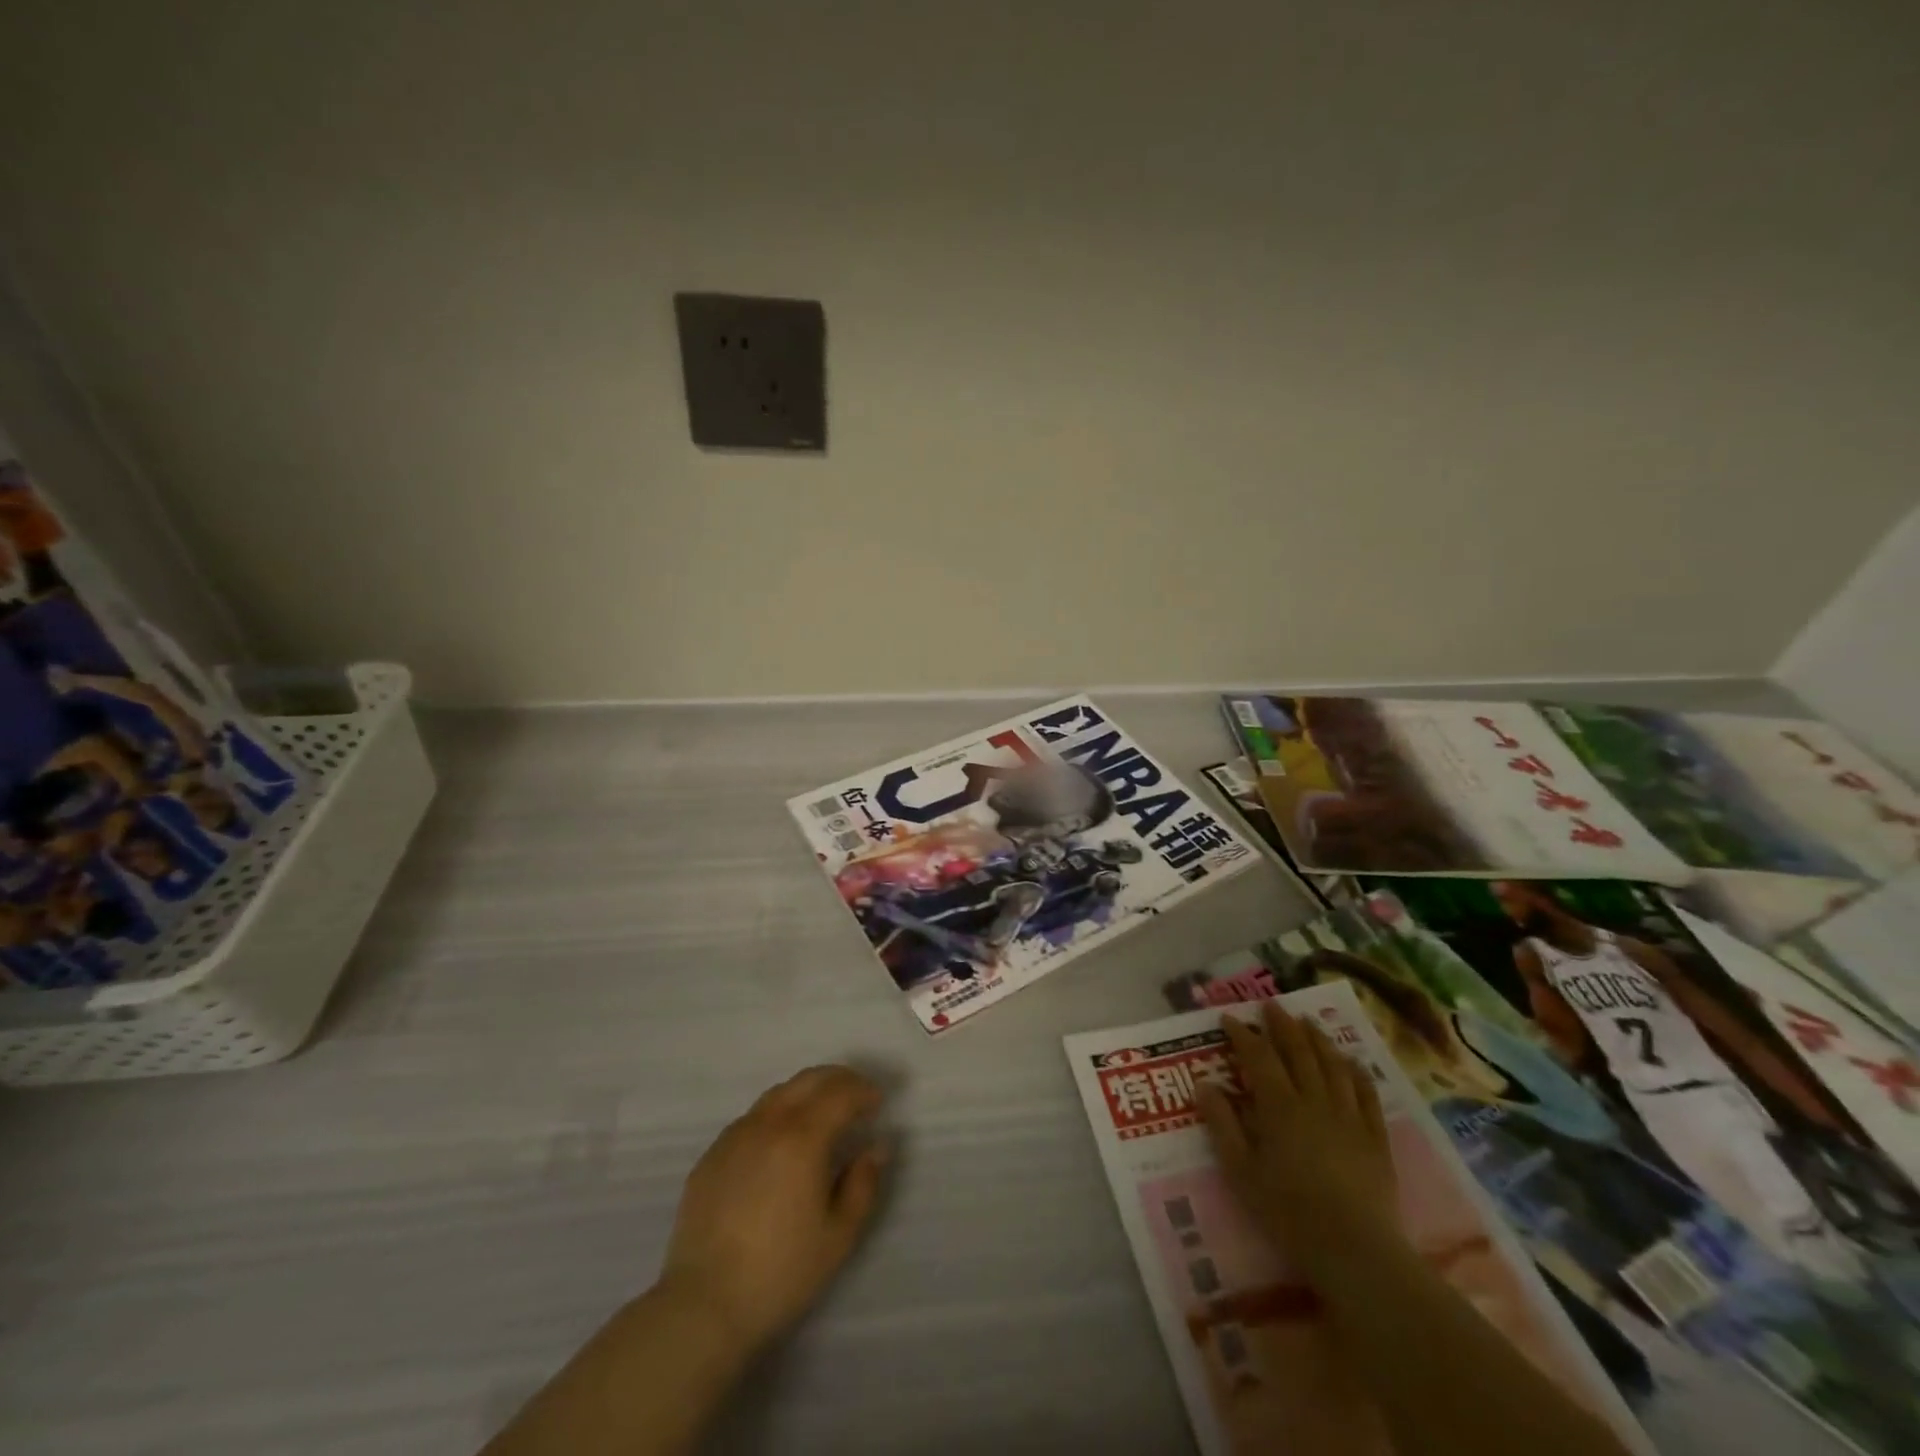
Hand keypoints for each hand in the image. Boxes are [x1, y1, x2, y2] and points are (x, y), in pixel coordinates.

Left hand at [660, 1065, 887, 1354]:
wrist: (703, 1305)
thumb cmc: (780, 1272)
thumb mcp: (839, 1235)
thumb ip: (863, 1184)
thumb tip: (875, 1147)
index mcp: (802, 1137)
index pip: (840, 1093)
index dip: (863, 1091)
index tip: (877, 1103)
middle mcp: (767, 1123)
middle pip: (808, 1080)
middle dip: (838, 1080)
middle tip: (855, 1096)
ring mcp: (734, 1136)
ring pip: (778, 1094)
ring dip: (806, 1093)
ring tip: (821, 1116)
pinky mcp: (711, 1155)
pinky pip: (752, 1119)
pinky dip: (776, 1116)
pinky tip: (780, 1145)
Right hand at [1197, 1002, 1399, 1282]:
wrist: (1356, 1250)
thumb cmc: (1288, 1212)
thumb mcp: (1241, 1171)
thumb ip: (1222, 1124)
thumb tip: (1204, 1084)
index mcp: (1279, 1106)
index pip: (1258, 1057)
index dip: (1243, 1034)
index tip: (1229, 1018)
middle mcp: (1314, 1100)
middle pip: (1298, 1052)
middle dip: (1282, 1025)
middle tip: (1270, 1005)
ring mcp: (1349, 1117)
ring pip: (1333, 1065)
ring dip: (1318, 1039)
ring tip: (1307, 1021)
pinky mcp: (1375, 1138)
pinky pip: (1366, 1094)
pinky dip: (1356, 1072)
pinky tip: (1351, 1061)